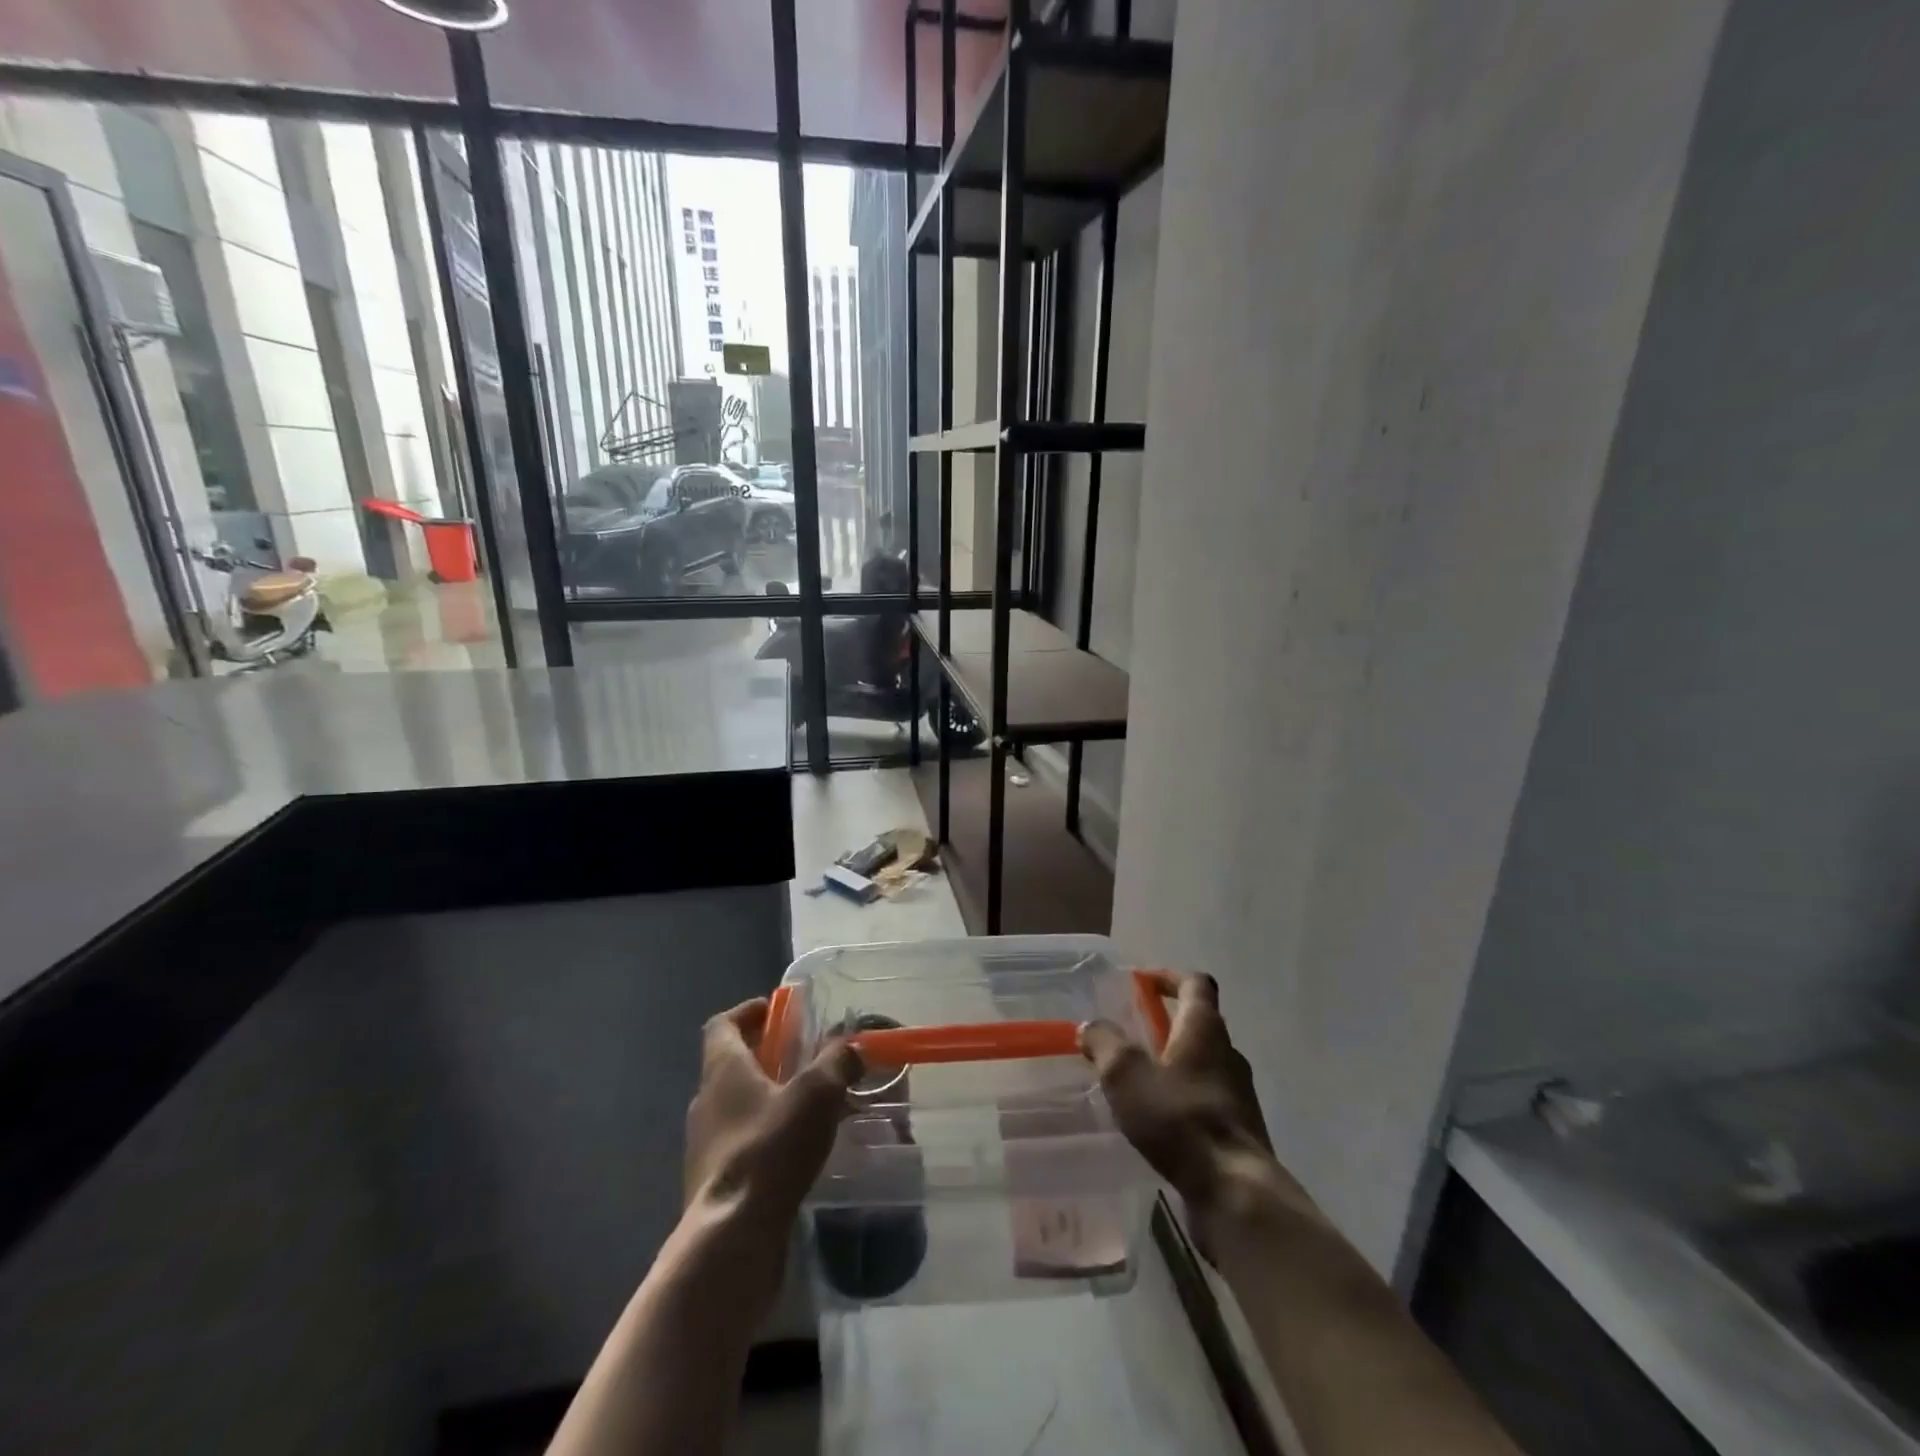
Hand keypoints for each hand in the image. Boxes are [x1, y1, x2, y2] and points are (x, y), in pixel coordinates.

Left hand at [684, 998, 861, 1227]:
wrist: (732, 1238)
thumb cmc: (770, 1149)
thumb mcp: (816, 1094)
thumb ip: (837, 1062)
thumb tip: (852, 1046)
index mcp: (722, 1070)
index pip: (722, 1025)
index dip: (748, 1012)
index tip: (776, 1010)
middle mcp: (706, 1101)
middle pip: (731, 1064)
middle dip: (767, 1055)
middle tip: (805, 1056)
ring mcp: (705, 1145)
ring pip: (737, 1105)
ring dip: (768, 1096)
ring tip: (809, 1104)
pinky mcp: (714, 1182)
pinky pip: (742, 1142)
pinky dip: (766, 1134)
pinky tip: (797, 1149)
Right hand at [1080, 972, 1304, 1245]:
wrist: (1235, 1193)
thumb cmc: (1179, 1119)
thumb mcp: (1126, 1074)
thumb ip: (1105, 1043)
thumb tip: (1091, 1027)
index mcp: (1205, 1029)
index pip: (1195, 983)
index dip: (1169, 977)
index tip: (1143, 983)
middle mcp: (1228, 1053)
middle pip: (1200, 1024)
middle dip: (1166, 1024)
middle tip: (1131, 1034)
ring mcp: (1238, 1094)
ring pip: (1203, 1064)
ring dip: (1173, 1064)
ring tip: (1138, 1080)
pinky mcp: (1238, 1130)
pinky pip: (1206, 1099)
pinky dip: (1182, 1098)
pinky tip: (1157, 1120)